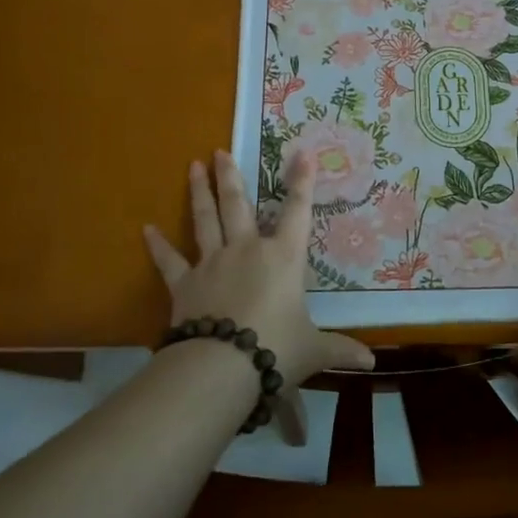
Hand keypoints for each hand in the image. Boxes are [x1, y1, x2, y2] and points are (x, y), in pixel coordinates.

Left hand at [143, 150, 375, 386]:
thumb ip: (340, 350)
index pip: (297, 212)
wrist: (221, 367)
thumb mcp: (314, 350)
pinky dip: (157, 246)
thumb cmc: (276, 349)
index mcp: (283, 258)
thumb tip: (372, 363)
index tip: (302, 153)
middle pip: (237, 205)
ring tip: (193, 166)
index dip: (302, 182)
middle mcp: (247, 250)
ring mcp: (212, 263)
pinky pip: (169, 261)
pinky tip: (146, 229)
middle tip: (219, 151)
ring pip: (205, 220)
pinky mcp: (184, 285)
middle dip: (230, 176)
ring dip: (199, 192)